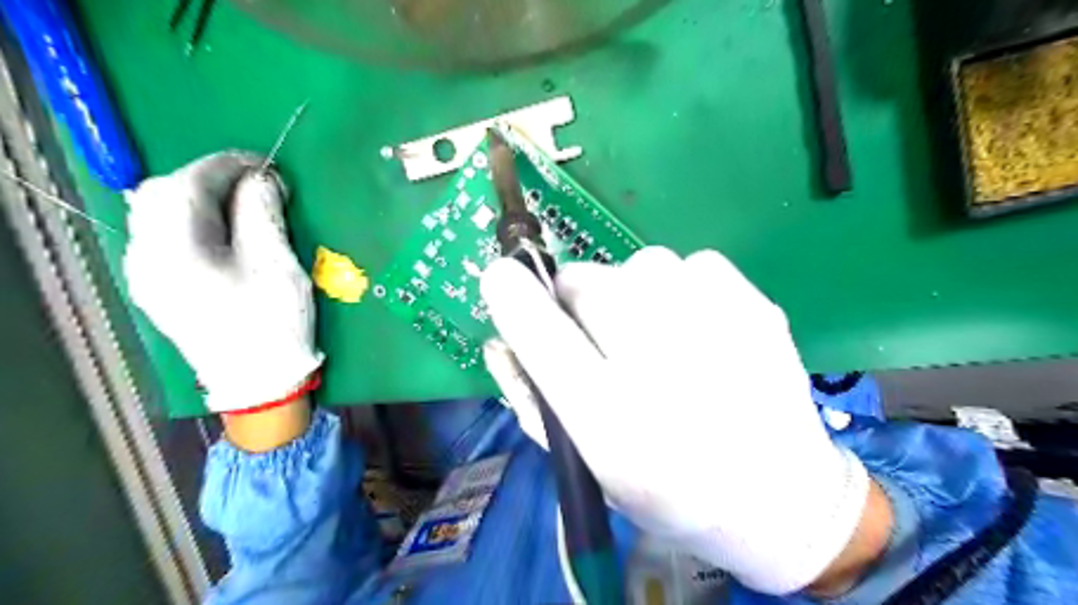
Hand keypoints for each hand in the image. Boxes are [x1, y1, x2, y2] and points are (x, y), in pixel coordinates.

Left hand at [122, 152, 321, 423]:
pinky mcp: (158, 287)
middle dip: (210, 179)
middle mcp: (145, 258)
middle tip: (257, 184)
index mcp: (174, 252)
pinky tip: (223, 229)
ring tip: (243, 203)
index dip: (228, 166)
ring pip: (159, 214)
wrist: (259, 382)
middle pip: (162, 194)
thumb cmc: (274, 324)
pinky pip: (165, 236)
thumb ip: (263, 214)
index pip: (188, 184)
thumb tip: (262, 179)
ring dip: (200, 198)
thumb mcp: (278, 265)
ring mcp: (147, 274)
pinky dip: (194, 220)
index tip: (268, 166)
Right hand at [485, 247, 878, 595]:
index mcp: (612, 419)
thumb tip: (499, 337)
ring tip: (661, 340)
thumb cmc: (667, 491)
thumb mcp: (585, 466)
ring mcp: (716, 324)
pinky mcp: (753, 302)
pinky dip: (682, 288)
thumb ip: (531, 399)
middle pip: (588, 281)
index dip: (512, 296)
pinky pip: (690, 264)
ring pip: (639, 265)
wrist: (779, 497)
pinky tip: (702, 331)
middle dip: (580, 302)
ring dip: (633, 294)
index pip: (541, 333)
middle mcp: (662, 366)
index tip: (502, 278)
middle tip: (605, 337)